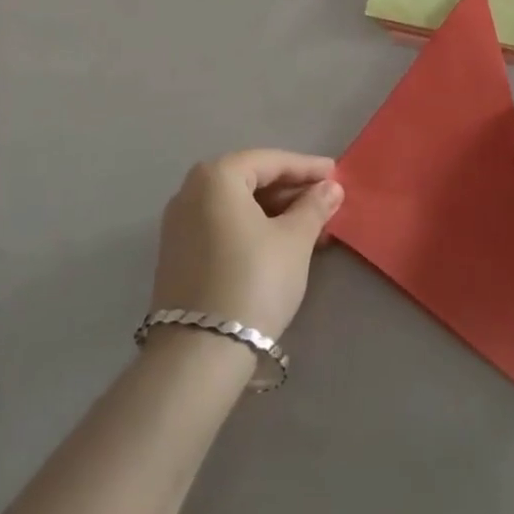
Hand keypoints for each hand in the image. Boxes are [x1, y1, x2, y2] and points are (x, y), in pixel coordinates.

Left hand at [150, 149, 343, 341]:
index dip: (307, 167)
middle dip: (291, 191)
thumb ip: (314, 207)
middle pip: (250, 180)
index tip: (336, 173)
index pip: (270, 161)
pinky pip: (223, 226)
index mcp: (216, 176)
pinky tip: (282, 245)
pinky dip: (253, 228)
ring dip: (275, 212)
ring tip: (313, 228)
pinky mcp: (178, 254)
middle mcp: (190, 191)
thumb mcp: (294, 240)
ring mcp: (179, 224)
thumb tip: (331, 187)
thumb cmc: (254, 280)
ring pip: (237, 206)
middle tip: (326, 202)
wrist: (200, 352)